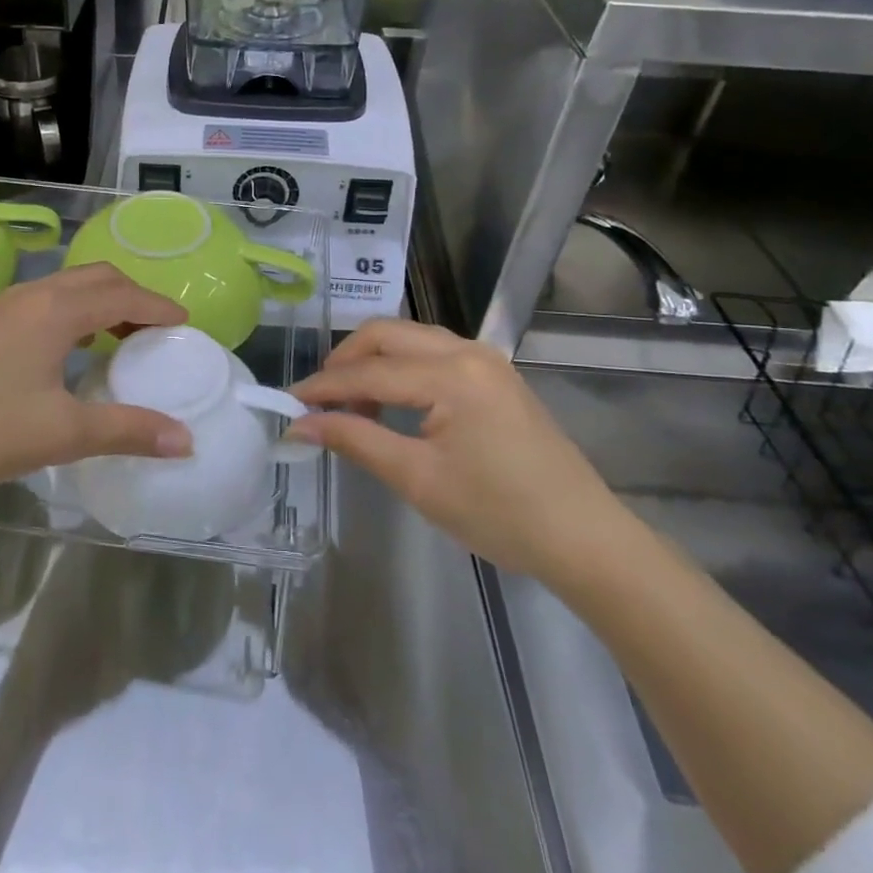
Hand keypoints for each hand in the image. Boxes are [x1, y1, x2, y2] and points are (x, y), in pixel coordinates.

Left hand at [0, 265, 192, 508]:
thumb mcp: (62, 433)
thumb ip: (128, 431)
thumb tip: (184, 440)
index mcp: (55, 311)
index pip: (122, 294)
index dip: (158, 306)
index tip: (184, 324)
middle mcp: (28, 296)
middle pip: (95, 278)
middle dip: (131, 297)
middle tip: (154, 330)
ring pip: (62, 288)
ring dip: (97, 303)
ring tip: (115, 339)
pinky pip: (38, 302)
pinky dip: (68, 313)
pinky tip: (61, 352)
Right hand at [290, 319, 622, 578]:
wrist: (584, 538)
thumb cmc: (499, 514)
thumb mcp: (417, 479)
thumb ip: (355, 439)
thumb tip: (301, 424)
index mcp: (450, 374)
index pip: (368, 372)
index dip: (323, 388)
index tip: (287, 405)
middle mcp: (467, 351)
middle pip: (386, 334)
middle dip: (345, 361)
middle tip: (319, 401)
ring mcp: (486, 359)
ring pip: (409, 338)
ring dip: (373, 362)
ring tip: (353, 406)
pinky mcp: (495, 375)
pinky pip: (432, 353)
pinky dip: (401, 368)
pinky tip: (393, 404)